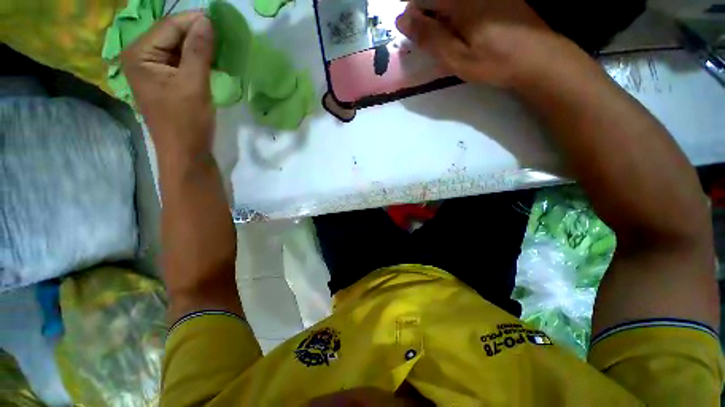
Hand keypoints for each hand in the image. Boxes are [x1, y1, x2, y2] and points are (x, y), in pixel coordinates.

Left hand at [121, 12, 214, 160]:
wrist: (185, 152)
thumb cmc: (187, 121)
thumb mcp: (194, 84)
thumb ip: (198, 51)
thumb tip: (207, 21)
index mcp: (139, 54)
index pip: (169, 26)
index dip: (195, 22)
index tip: (221, 22)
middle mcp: (139, 57)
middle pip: (171, 35)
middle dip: (197, 34)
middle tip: (223, 37)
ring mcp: (150, 69)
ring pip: (176, 48)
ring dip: (198, 47)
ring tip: (220, 49)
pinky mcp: (162, 80)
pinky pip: (178, 61)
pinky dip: (195, 59)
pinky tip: (210, 62)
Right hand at [396, 0, 559, 87]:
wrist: (537, 58)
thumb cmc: (493, 62)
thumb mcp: (456, 57)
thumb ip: (429, 37)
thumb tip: (402, 20)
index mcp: (460, 2)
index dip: (413, 16)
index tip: (416, 37)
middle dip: (429, 16)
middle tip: (435, 42)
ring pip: (452, 1)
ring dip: (443, 17)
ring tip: (451, 40)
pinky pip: (468, 2)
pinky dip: (459, 15)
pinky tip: (467, 32)